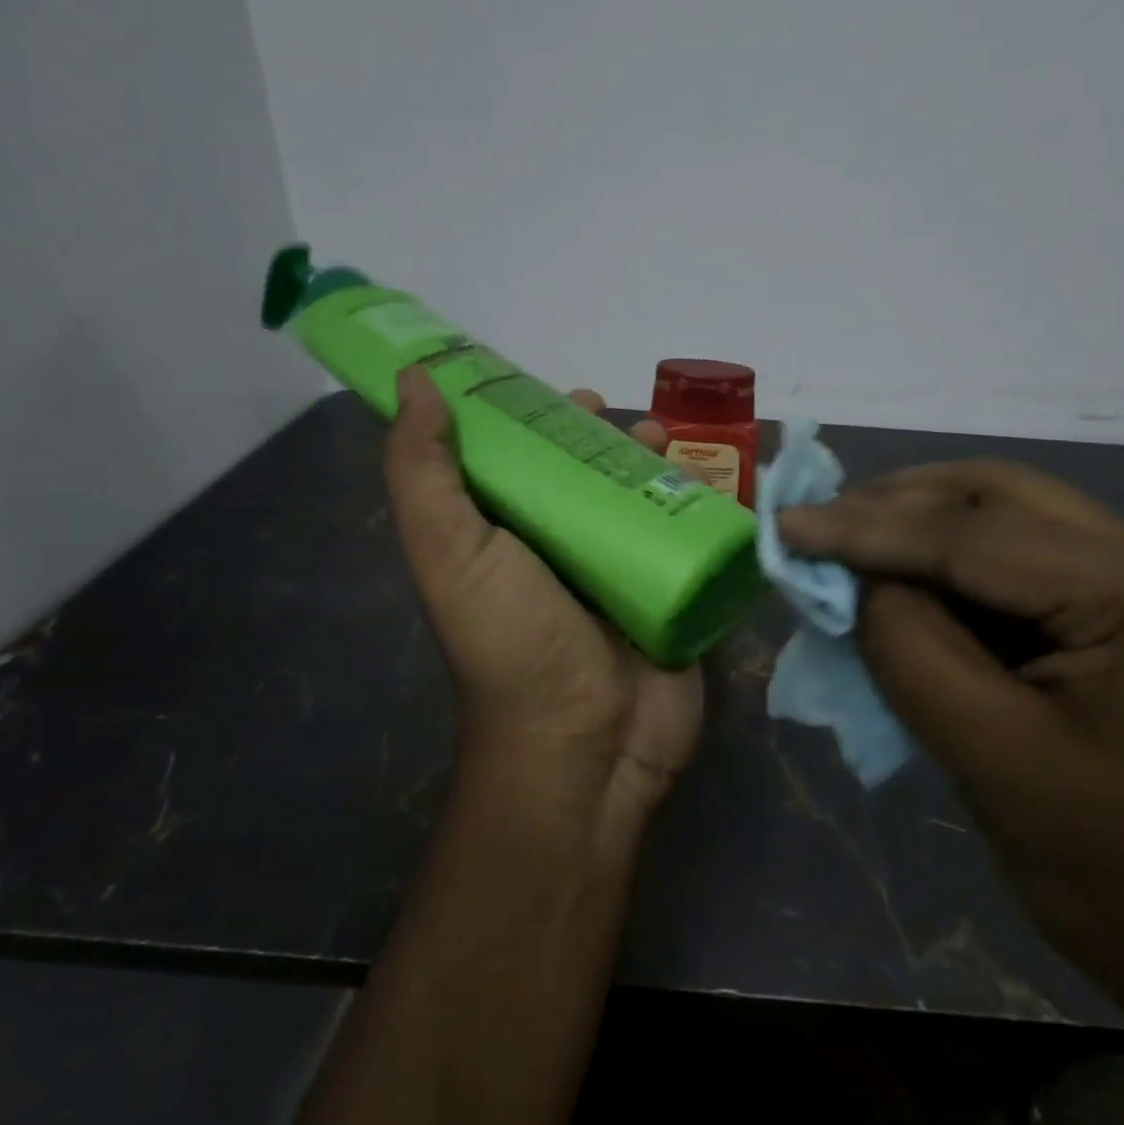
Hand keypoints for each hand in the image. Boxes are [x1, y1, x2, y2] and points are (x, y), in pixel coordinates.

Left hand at [384, 368, 703, 833]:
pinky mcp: (671, 593)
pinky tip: (709, 484)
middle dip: (606, 438)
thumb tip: (414, 381)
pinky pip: (687, 535)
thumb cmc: (513, 642)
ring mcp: (620, 573)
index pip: (517, 461)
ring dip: (655, 464)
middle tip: (628, 417)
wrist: (587, 744)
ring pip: (639, 499)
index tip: (560, 391)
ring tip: (665, 443)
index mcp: (504, 537)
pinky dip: (699, 505)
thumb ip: (424, 471)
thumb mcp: (451, 552)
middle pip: (585, 475)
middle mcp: (560, 552)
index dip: (534, 418)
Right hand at [778, 461, 1123, 1019]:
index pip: (971, 536)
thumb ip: (910, 648)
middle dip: (896, 505)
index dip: (865, 527)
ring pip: (1011, 517)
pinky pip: (1027, 559)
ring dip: (924, 525)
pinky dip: (955, 563)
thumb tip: (856, 578)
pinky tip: (910, 579)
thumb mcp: (992, 760)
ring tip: (849, 542)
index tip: (784, 523)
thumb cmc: (1121, 878)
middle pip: (998, 498)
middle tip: (817, 523)